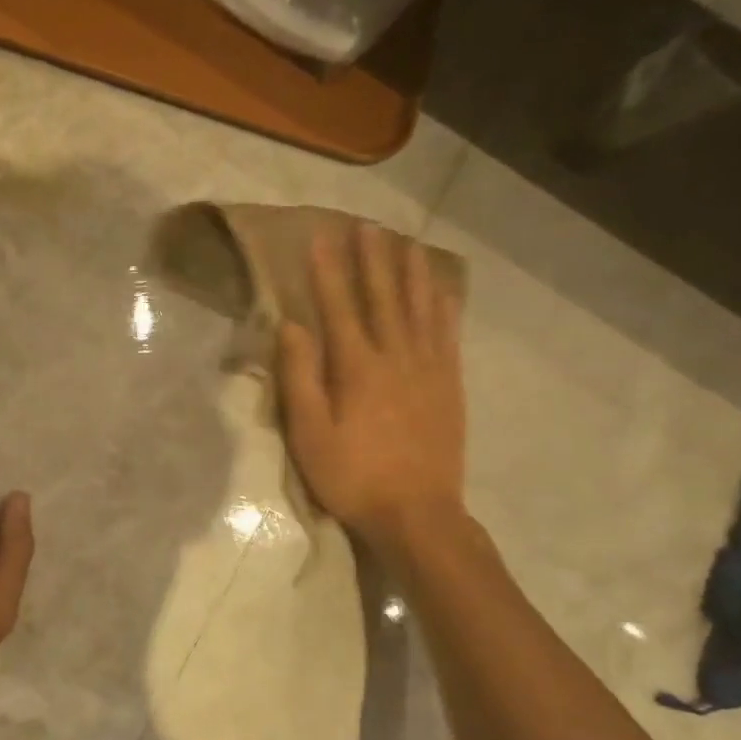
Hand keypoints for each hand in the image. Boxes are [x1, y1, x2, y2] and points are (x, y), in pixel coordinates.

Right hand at [277, 225, 466, 548]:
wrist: (417, 513)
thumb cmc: (352, 475)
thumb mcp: (309, 432)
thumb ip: (299, 376)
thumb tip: (290, 326)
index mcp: (357, 367)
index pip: (338, 306)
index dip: (328, 270)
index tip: (321, 237)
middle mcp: (396, 356)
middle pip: (383, 297)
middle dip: (372, 259)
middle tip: (367, 225)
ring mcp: (429, 369)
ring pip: (420, 307)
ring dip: (411, 271)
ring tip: (406, 242)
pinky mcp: (450, 384)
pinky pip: (447, 333)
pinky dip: (443, 305)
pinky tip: (441, 289)